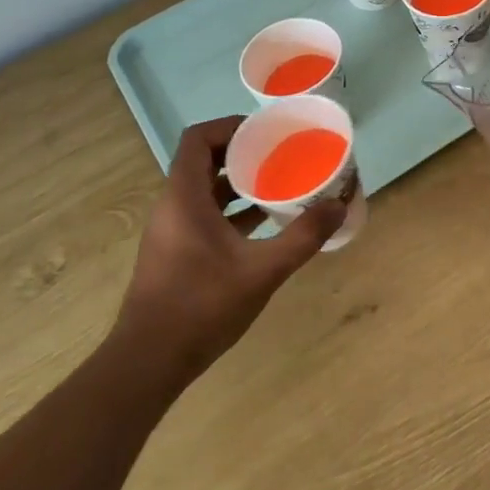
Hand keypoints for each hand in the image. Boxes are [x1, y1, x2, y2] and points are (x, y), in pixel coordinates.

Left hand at [111, 116, 345, 380]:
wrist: (149, 362)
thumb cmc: (202, 306)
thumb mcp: (262, 270)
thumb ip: (302, 237)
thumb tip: (339, 206)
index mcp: (184, 198)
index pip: (198, 139)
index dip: (230, 127)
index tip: (267, 131)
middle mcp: (172, 207)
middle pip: (204, 161)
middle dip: (244, 154)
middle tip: (283, 154)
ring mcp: (172, 232)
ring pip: (205, 191)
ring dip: (240, 184)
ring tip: (281, 183)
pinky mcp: (176, 254)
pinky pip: (205, 216)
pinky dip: (233, 211)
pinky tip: (266, 225)